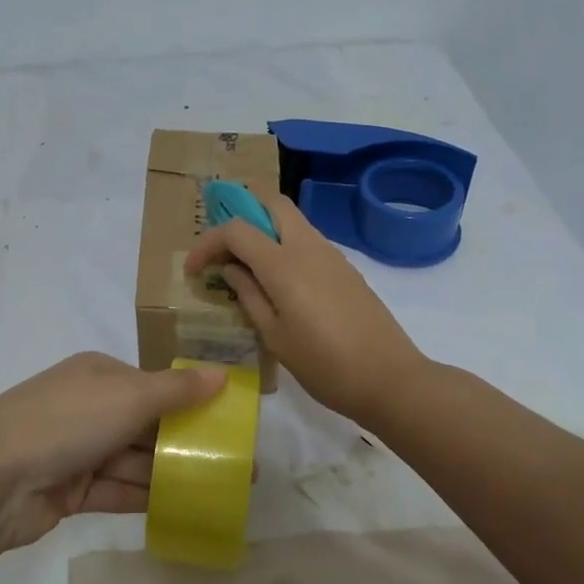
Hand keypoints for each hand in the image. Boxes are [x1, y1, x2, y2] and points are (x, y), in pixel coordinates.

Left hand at [0, 352, 225, 552]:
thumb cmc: (65, 422)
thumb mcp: (128, 397)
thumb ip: (177, 390)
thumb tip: (223, 373)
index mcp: (98, 374)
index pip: (153, 386)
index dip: (191, 403)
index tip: (228, 424)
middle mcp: (88, 406)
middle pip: (146, 424)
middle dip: (187, 442)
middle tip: (235, 465)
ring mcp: (77, 449)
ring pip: (134, 460)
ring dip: (172, 472)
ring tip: (221, 490)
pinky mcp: (69, 490)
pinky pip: (117, 490)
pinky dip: (146, 496)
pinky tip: (185, 507)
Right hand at [186, 192, 427, 427]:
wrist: (390, 379)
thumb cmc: (324, 365)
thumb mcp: (274, 336)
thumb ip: (248, 295)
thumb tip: (231, 269)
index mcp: (284, 264)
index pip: (237, 229)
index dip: (208, 242)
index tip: (193, 269)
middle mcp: (308, 247)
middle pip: (271, 204)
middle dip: (241, 216)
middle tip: (225, 251)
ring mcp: (332, 255)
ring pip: (292, 220)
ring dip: (265, 231)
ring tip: (247, 269)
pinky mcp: (346, 268)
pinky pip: (308, 241)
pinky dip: (285, 246)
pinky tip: (279, 283)